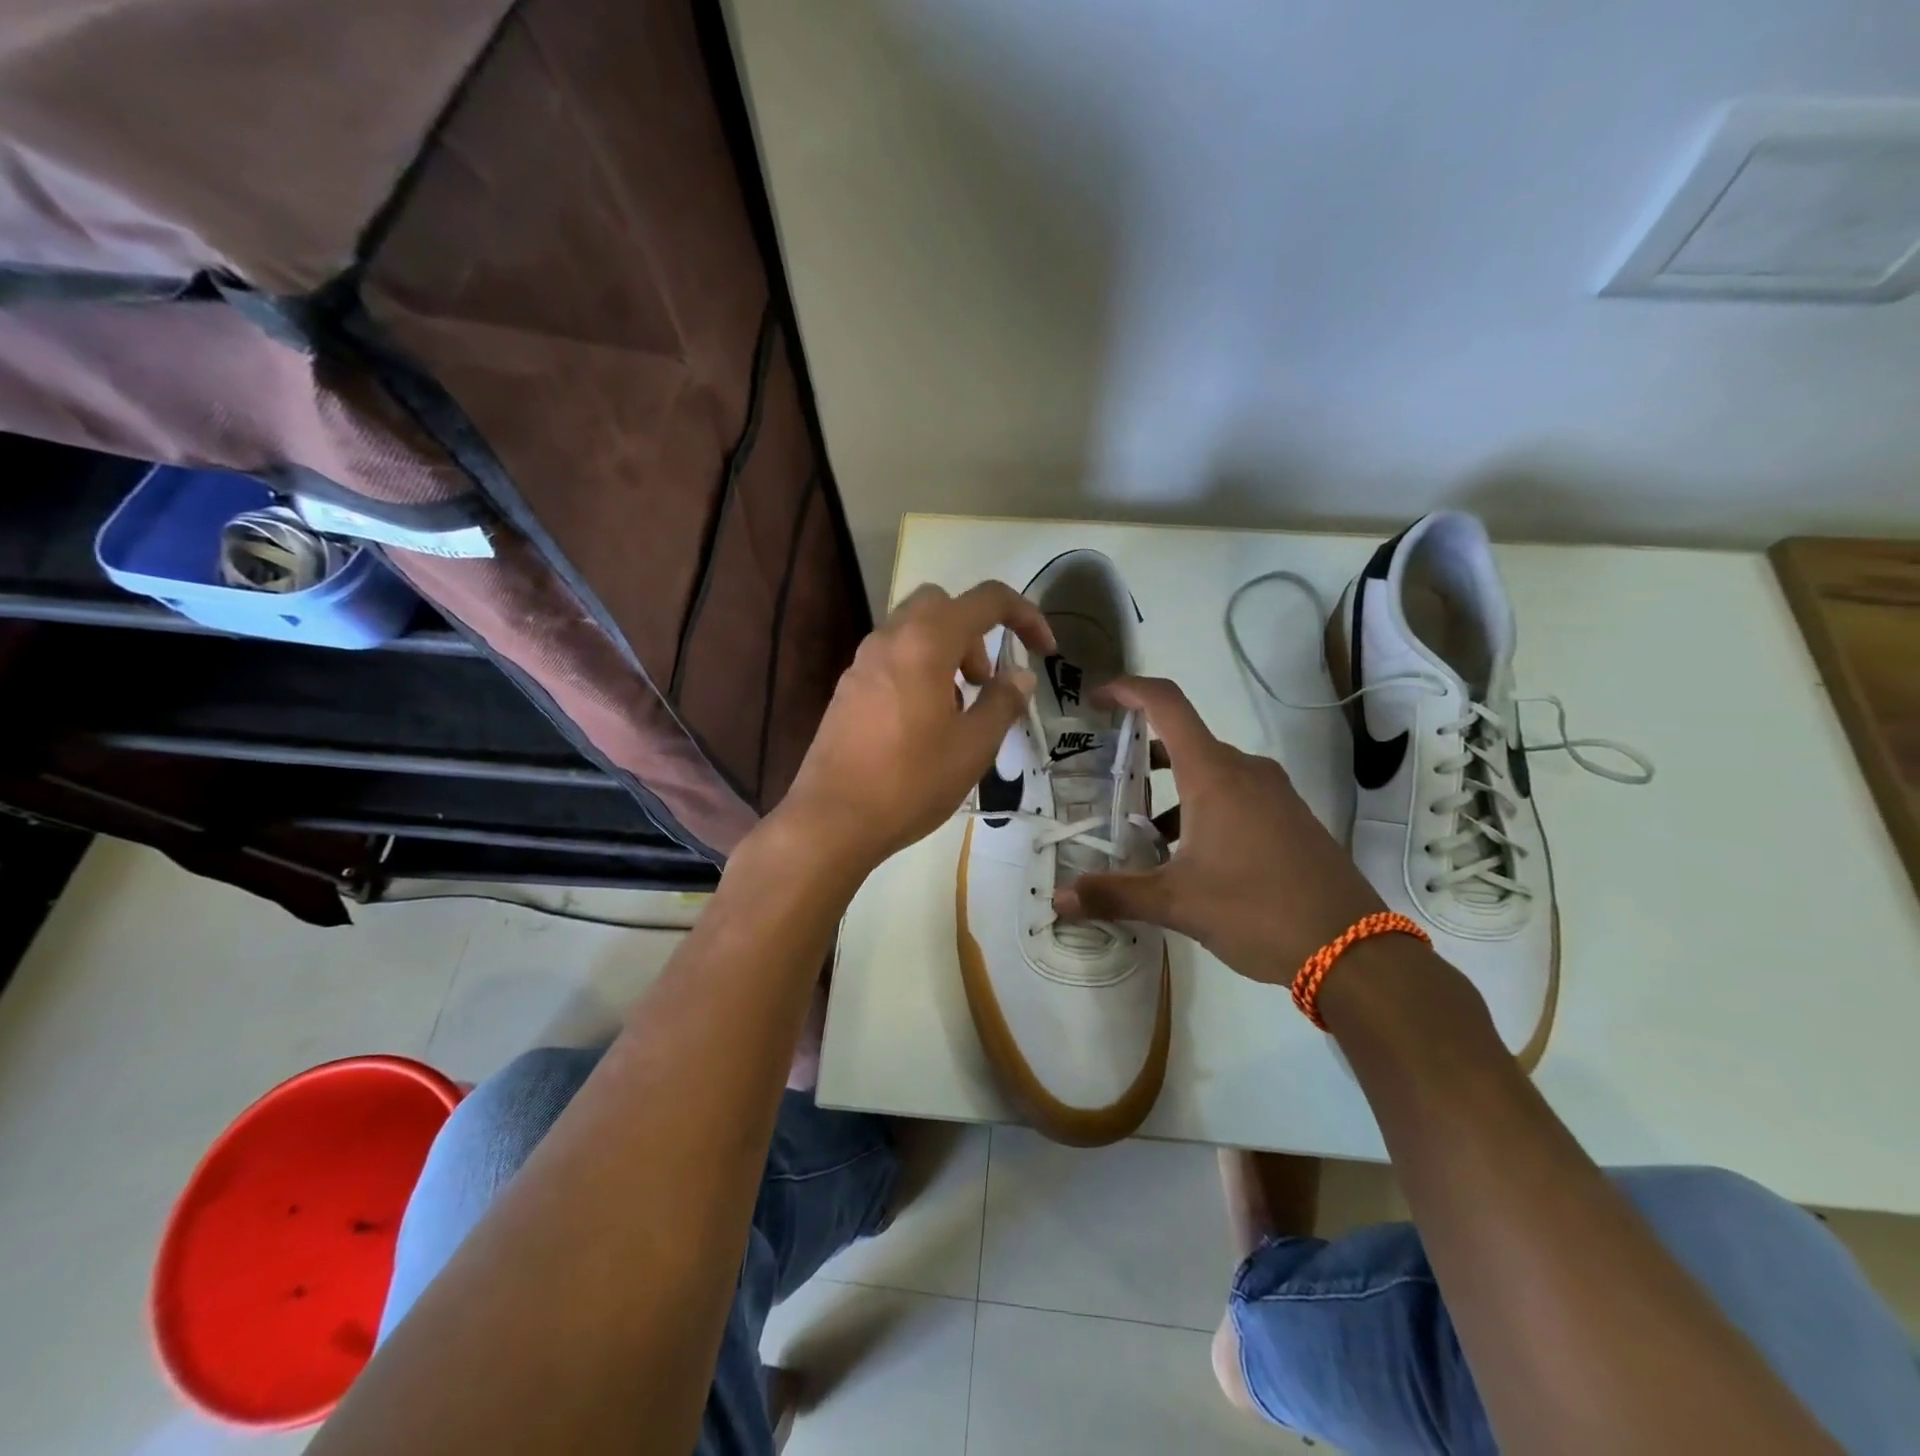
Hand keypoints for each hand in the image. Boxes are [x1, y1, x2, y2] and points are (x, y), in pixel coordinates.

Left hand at [773, 581, 1054, 874]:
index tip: (1045, 652)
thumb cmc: (911, 782)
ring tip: (957, 711)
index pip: (986, 600)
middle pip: (942, 605)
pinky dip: (919, 670)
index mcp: (926, 643)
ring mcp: (862, 662)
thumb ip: (1003, 702)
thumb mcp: (973, 746)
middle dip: (975, 632)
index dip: (1026, 615)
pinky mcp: (847, 688)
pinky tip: (923, 725)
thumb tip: (1020, 676)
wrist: (832, 819)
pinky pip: (892, 658)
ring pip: (914, 631)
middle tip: (984, 682)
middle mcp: (890, 639)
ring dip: (947, 652)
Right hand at [1055, 676, 1385, 982]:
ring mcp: (1273, 793)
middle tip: (1107, 780)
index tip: (1095, 701)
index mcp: (1214, 775)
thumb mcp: (1178, 904)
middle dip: (1142, 753)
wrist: (1353, 949)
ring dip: (1172, 787)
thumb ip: (1115, 895)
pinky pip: (1235, 793)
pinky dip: (1202, 805)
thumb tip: (1060, 899)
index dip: (1127, 691)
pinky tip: (1189, 854)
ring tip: (1142, 828)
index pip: (1166, 704)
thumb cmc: (1257, 910)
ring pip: (1209, 770)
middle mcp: (1245, 771)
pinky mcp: (1289, 817)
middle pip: (1184, 738)